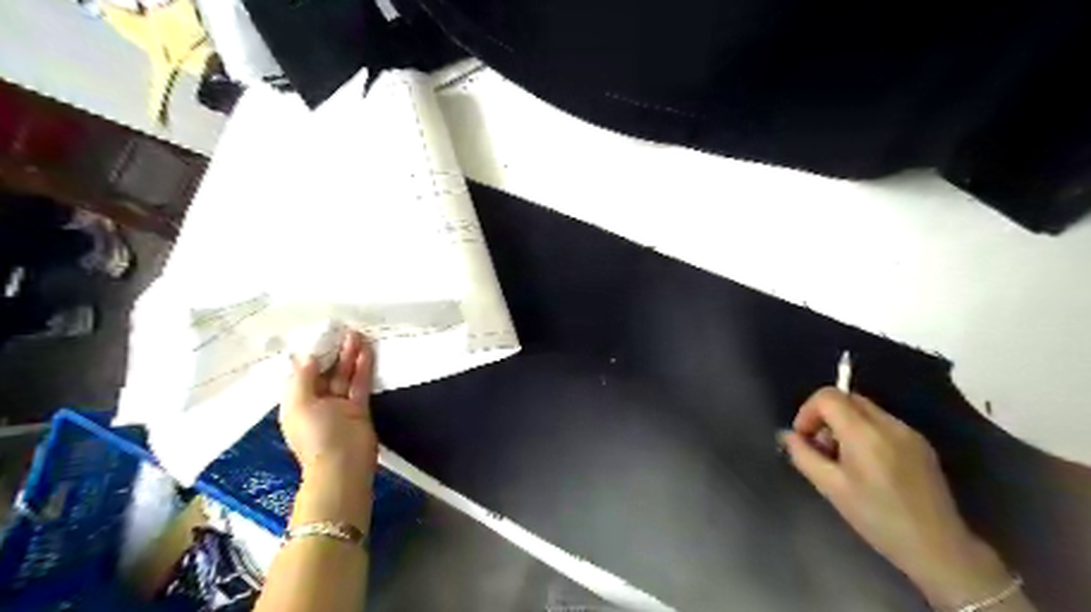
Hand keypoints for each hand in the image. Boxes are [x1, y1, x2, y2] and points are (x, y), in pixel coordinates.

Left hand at [280, 330, 380, 478]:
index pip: (302, 374)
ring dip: (349, 356)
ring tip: (357, 335)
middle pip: (325, 372)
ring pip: (344, 376)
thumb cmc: (316, 436)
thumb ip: (302, 379)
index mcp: (297, 402)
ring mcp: (339, 405)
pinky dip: (363, 368)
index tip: (320, 336)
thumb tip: (307, 357)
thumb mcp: (299, 405)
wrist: (343, 465)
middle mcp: (317, 402)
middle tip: (343, 331)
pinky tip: (366, 352)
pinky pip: (360, 384)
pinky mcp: (359, 408)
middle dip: (333, 352)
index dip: (311, 355)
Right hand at [775, 391, 1012, 610]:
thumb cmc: (877, 518)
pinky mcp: (920, 444)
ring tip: (843, 459)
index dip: (808, 411)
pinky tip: (867, 465)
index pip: (828, 396)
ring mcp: (908, 432)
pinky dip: (865, 432)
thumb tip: (788, 436)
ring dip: (845, 424)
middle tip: (821, 448)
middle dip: (825, 416)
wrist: (938, 547)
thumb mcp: (830, 488)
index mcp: (864, 433)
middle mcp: (888, 424)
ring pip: (865, 410)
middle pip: (846, 398)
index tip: (804, 438)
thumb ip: (803, 455)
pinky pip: (882, 423)